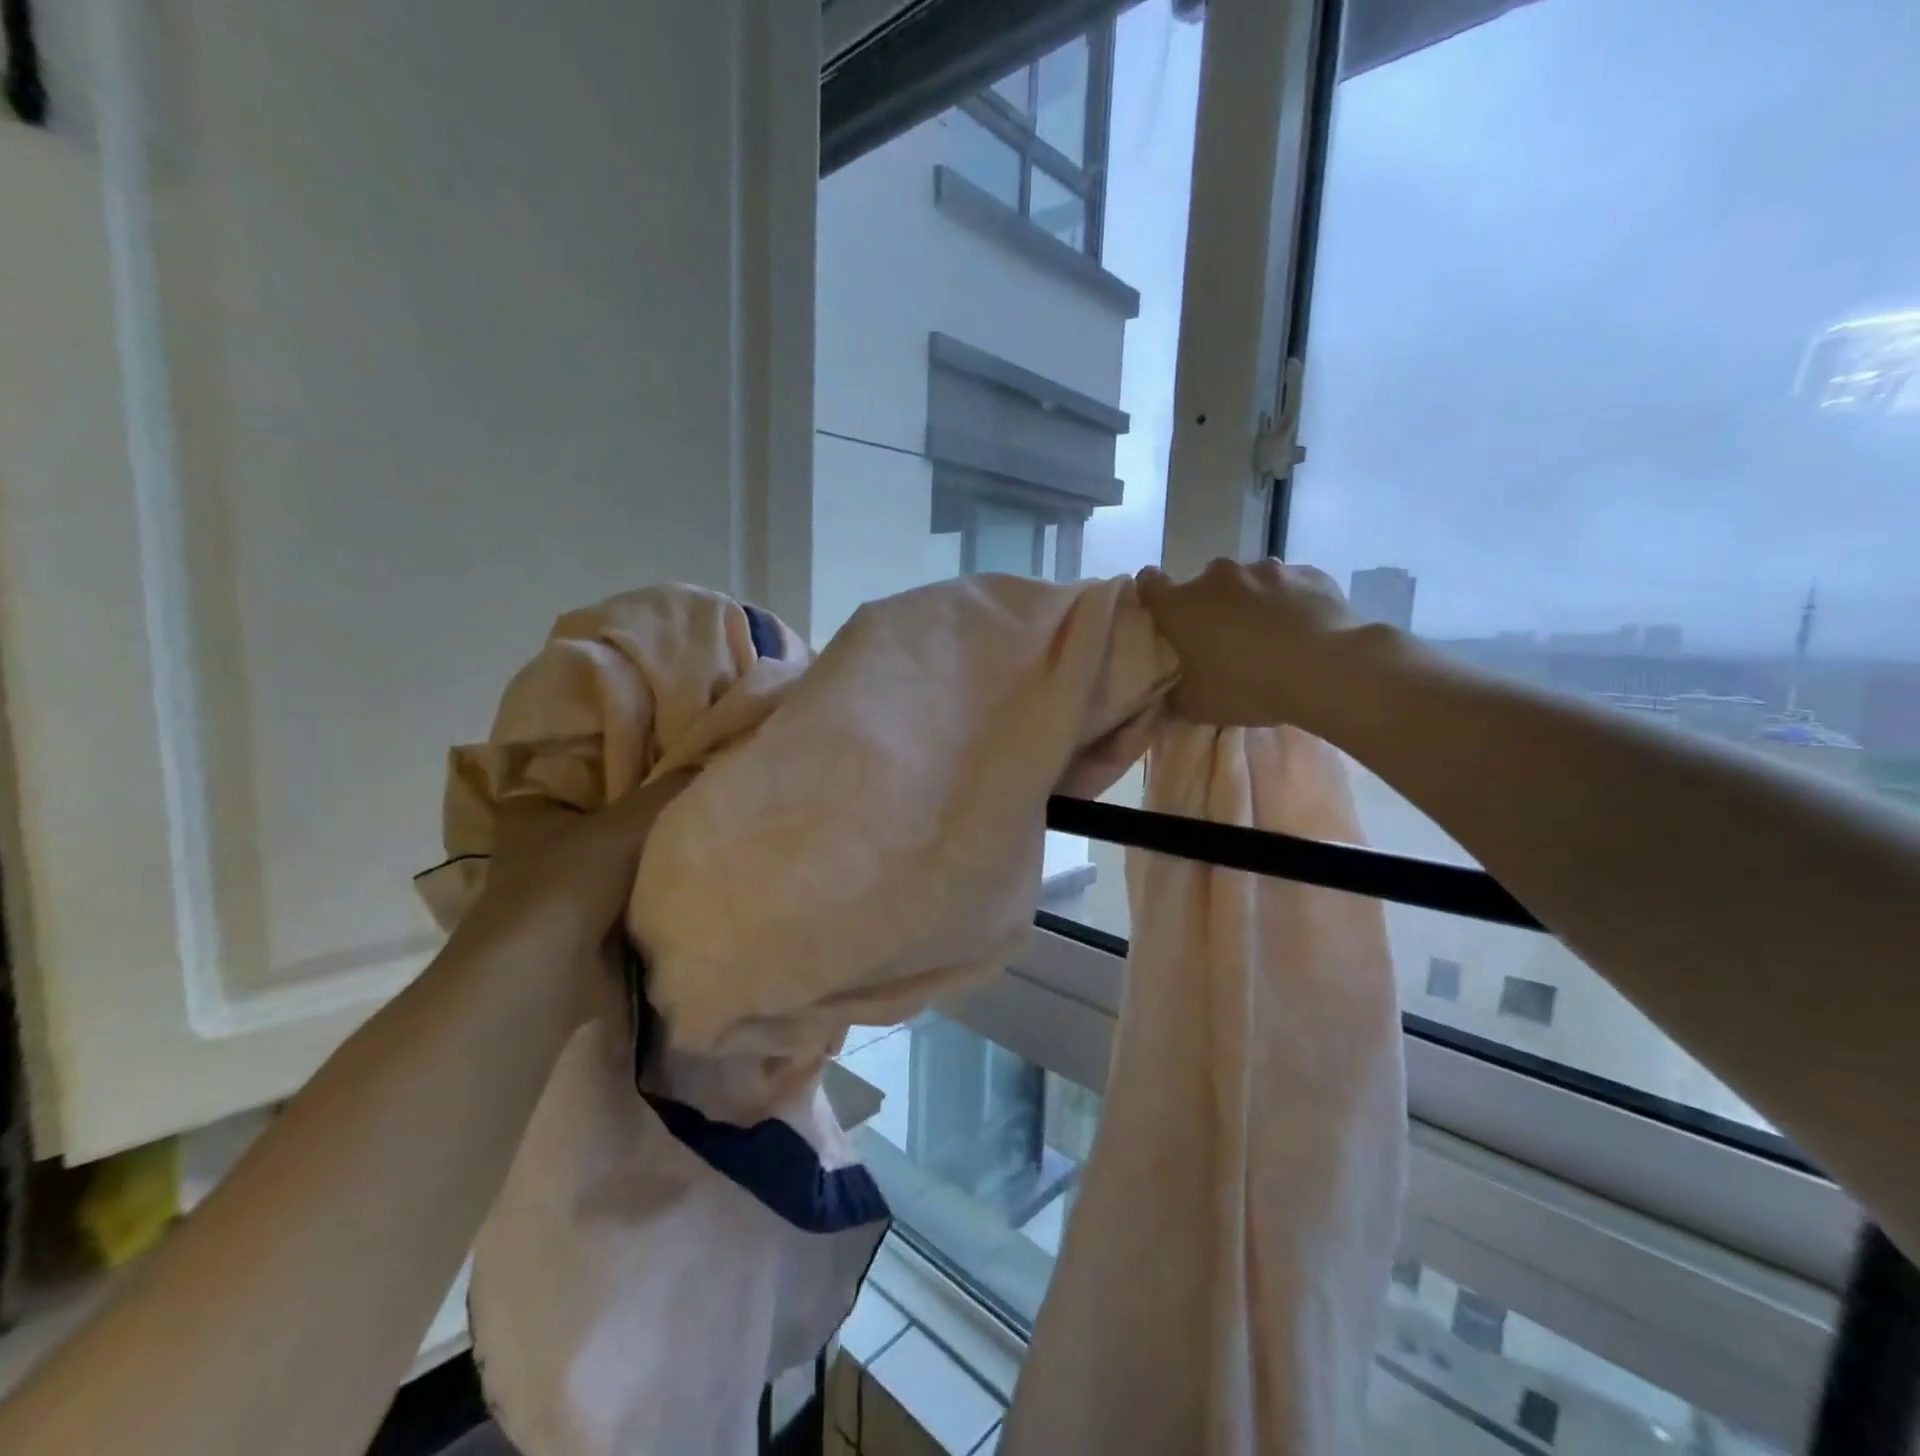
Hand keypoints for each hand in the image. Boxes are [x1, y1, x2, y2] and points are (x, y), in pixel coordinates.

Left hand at [448, 770, 694, 1022]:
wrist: (547, 975)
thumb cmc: (571, 881)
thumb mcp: (629, 820)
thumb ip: (670, 789)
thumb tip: (712, 760)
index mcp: (532, 815)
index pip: (578, 779)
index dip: (616, 771)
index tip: (663, 763)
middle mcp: (539, 853)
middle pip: (605, 824)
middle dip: (644, 820)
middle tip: (698, 798)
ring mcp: (561, 899)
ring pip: (619, 867)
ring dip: (652, 863)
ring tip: (707, 838)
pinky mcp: (581, 938)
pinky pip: (628, 905)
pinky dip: (653, 900)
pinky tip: (692, 884)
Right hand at [1136, 558, 1371, 727]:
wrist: (1329, 670)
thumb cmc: (1248, 686)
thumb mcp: (1198, 707)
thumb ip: (1173, 696)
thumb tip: (1166, 696)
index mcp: (1181, 605)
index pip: (1149, 585)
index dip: (1152, 597)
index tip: (1163, 618)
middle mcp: (1217, 576)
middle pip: (1203, 586)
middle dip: (1209, 608)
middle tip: (1222, 643)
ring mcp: (1265, 569)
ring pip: (1247, 584)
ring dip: (1250, 604)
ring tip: (1269, 638)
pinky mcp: (1308, 572)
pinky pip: (1287, 586)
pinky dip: (1288, 603)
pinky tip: (1302, 630)